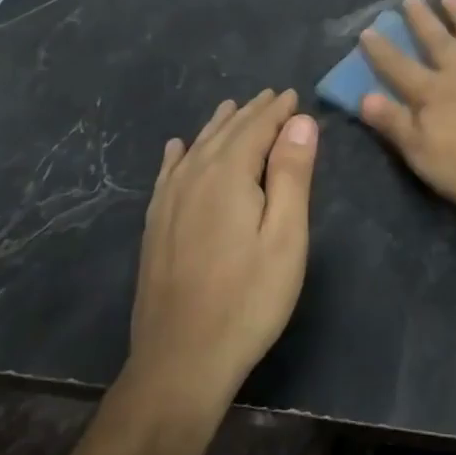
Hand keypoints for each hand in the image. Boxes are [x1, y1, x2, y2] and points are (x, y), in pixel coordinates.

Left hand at [123, 89, 318, 421]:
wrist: (181, 359)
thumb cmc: (249, 299)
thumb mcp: (286, 237)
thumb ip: (292, 174)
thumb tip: (301, 122)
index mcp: (228, 175)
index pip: (256, 128)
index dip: (278, 110)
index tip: (294, 95)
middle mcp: (193, 177)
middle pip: (225, 132)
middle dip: (251, 112)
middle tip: (273, 96)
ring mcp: (168, 202)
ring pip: (196, 147)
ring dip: (219, 126)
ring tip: (234, 108)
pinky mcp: (155, 225)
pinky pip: (168, 173)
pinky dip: (179, 154)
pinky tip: (178, 147)